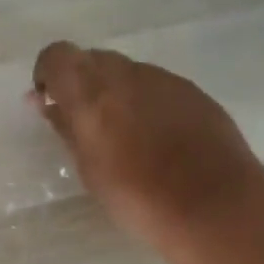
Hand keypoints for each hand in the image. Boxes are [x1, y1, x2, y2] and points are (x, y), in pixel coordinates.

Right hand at [30, 41, 263, 258]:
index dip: (48, 74)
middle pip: (92, 59)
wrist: (216, 208)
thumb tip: (47, 104)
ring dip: (117, 93)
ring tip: (126, 137)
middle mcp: (127, 74)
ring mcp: (164, 79)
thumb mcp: (89, 169)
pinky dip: (147, 103)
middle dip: (82, 84)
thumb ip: (67, 128)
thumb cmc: (139, 198)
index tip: (50, 102)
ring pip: (128, 72)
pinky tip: (160, 140)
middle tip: (85, 124)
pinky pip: (158, 86)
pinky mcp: (194, 92)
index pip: (57, 55)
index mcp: (91, 92)